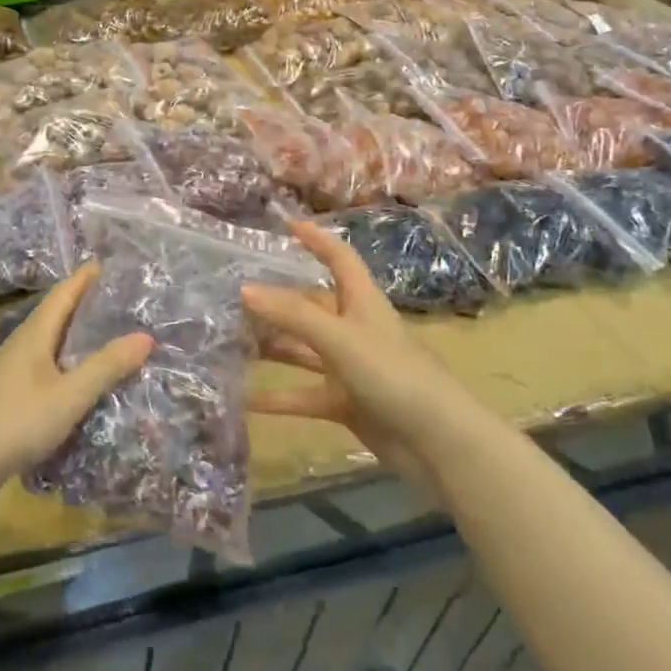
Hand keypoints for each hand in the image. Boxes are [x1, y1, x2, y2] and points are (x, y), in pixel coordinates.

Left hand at [0, 265, 152, 510]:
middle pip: (59, 315)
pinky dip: (73, 367)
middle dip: (89, 305)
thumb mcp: (68, 395)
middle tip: (126, 301)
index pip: (64, 293)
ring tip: (116, 337)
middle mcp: (24, 345)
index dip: (86, 277)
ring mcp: (16, 373)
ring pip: (55, 344)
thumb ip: (105, 367)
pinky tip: (89, 382)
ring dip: (82, 338)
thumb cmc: (15, 421)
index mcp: (35, 334)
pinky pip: (51, 370)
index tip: (113, 264)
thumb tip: (146, 336)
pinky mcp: (14, 397)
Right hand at [243, 221, 462, 469]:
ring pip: (303, 351)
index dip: (317, 240)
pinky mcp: (346, 403)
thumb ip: (292, 315)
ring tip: (230, 343)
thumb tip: (244, 289)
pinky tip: (245, 399)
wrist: (439, 445)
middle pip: (311, 306)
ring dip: (273, 347)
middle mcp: (355, 329)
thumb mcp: (340, 338)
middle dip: (277, 302)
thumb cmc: (394, 375)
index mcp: (362, 303)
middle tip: (233, 299)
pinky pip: (304, 394)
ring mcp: (351, 368)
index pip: (339, 259)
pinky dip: (278, 397)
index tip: (286, 226)